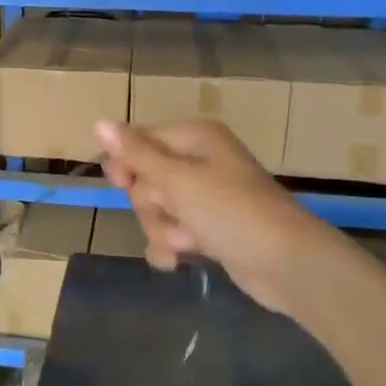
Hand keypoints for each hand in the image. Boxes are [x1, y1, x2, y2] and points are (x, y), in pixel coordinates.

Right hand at [96, 120, 341, 312]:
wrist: (285, 263)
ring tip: (185, 242)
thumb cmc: (230, 210)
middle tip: (170, 211)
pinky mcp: (211, 230)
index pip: (141, 140)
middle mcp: (200, 162)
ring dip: (162, 228)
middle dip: (150, 203)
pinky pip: (173, 232)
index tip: (121, 183)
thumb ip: (135, 153)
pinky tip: (179, 260)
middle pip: (146, 178)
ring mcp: (206, 198)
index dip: (126, 163)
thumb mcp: (176, 179)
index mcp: (195, 139)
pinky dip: (172, 245)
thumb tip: (99, 122)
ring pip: (157, 209)